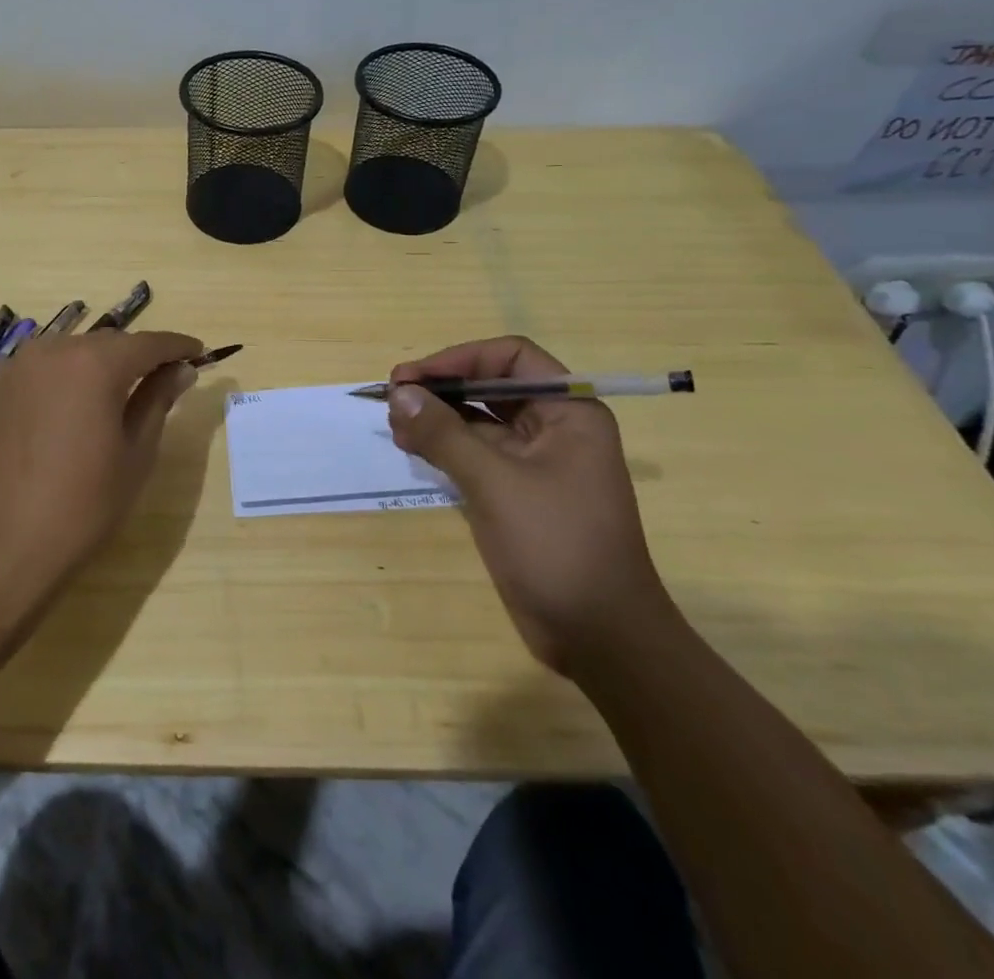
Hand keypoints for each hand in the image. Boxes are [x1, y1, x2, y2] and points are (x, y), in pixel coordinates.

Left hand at [0, 328, 202, 603]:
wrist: (1, 548)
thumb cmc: (83, 505)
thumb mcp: (136, 454)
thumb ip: (158, 400)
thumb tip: (181, 368)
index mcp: (95, 363)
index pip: (148, 342)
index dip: (177, 346)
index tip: (199, 351)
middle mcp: (53, 350)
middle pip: (108, 343)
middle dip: (137, 356)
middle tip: (162, 378)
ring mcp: (16, 367)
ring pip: (71, 351)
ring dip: (98, 364)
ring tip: (117, 393)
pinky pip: (40, 369)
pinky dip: (63, 376)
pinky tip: (70, 404)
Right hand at [386, 336, 675, 674]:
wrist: (599, 637)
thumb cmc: (557, 546)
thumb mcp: (495, 483)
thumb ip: (444, 433)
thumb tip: (399, 393)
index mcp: (569, 412)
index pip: (511, 357)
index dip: (459, 358)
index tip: (413, 377)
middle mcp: (555, 427)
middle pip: (491, 385)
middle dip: (442, 388)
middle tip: (393, 399)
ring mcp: (535, 462)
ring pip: (479, 420)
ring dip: (437, 417)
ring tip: (395, 426)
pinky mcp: (517, 492)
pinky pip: (476, 453)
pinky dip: (444, 446)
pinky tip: (412, 448)